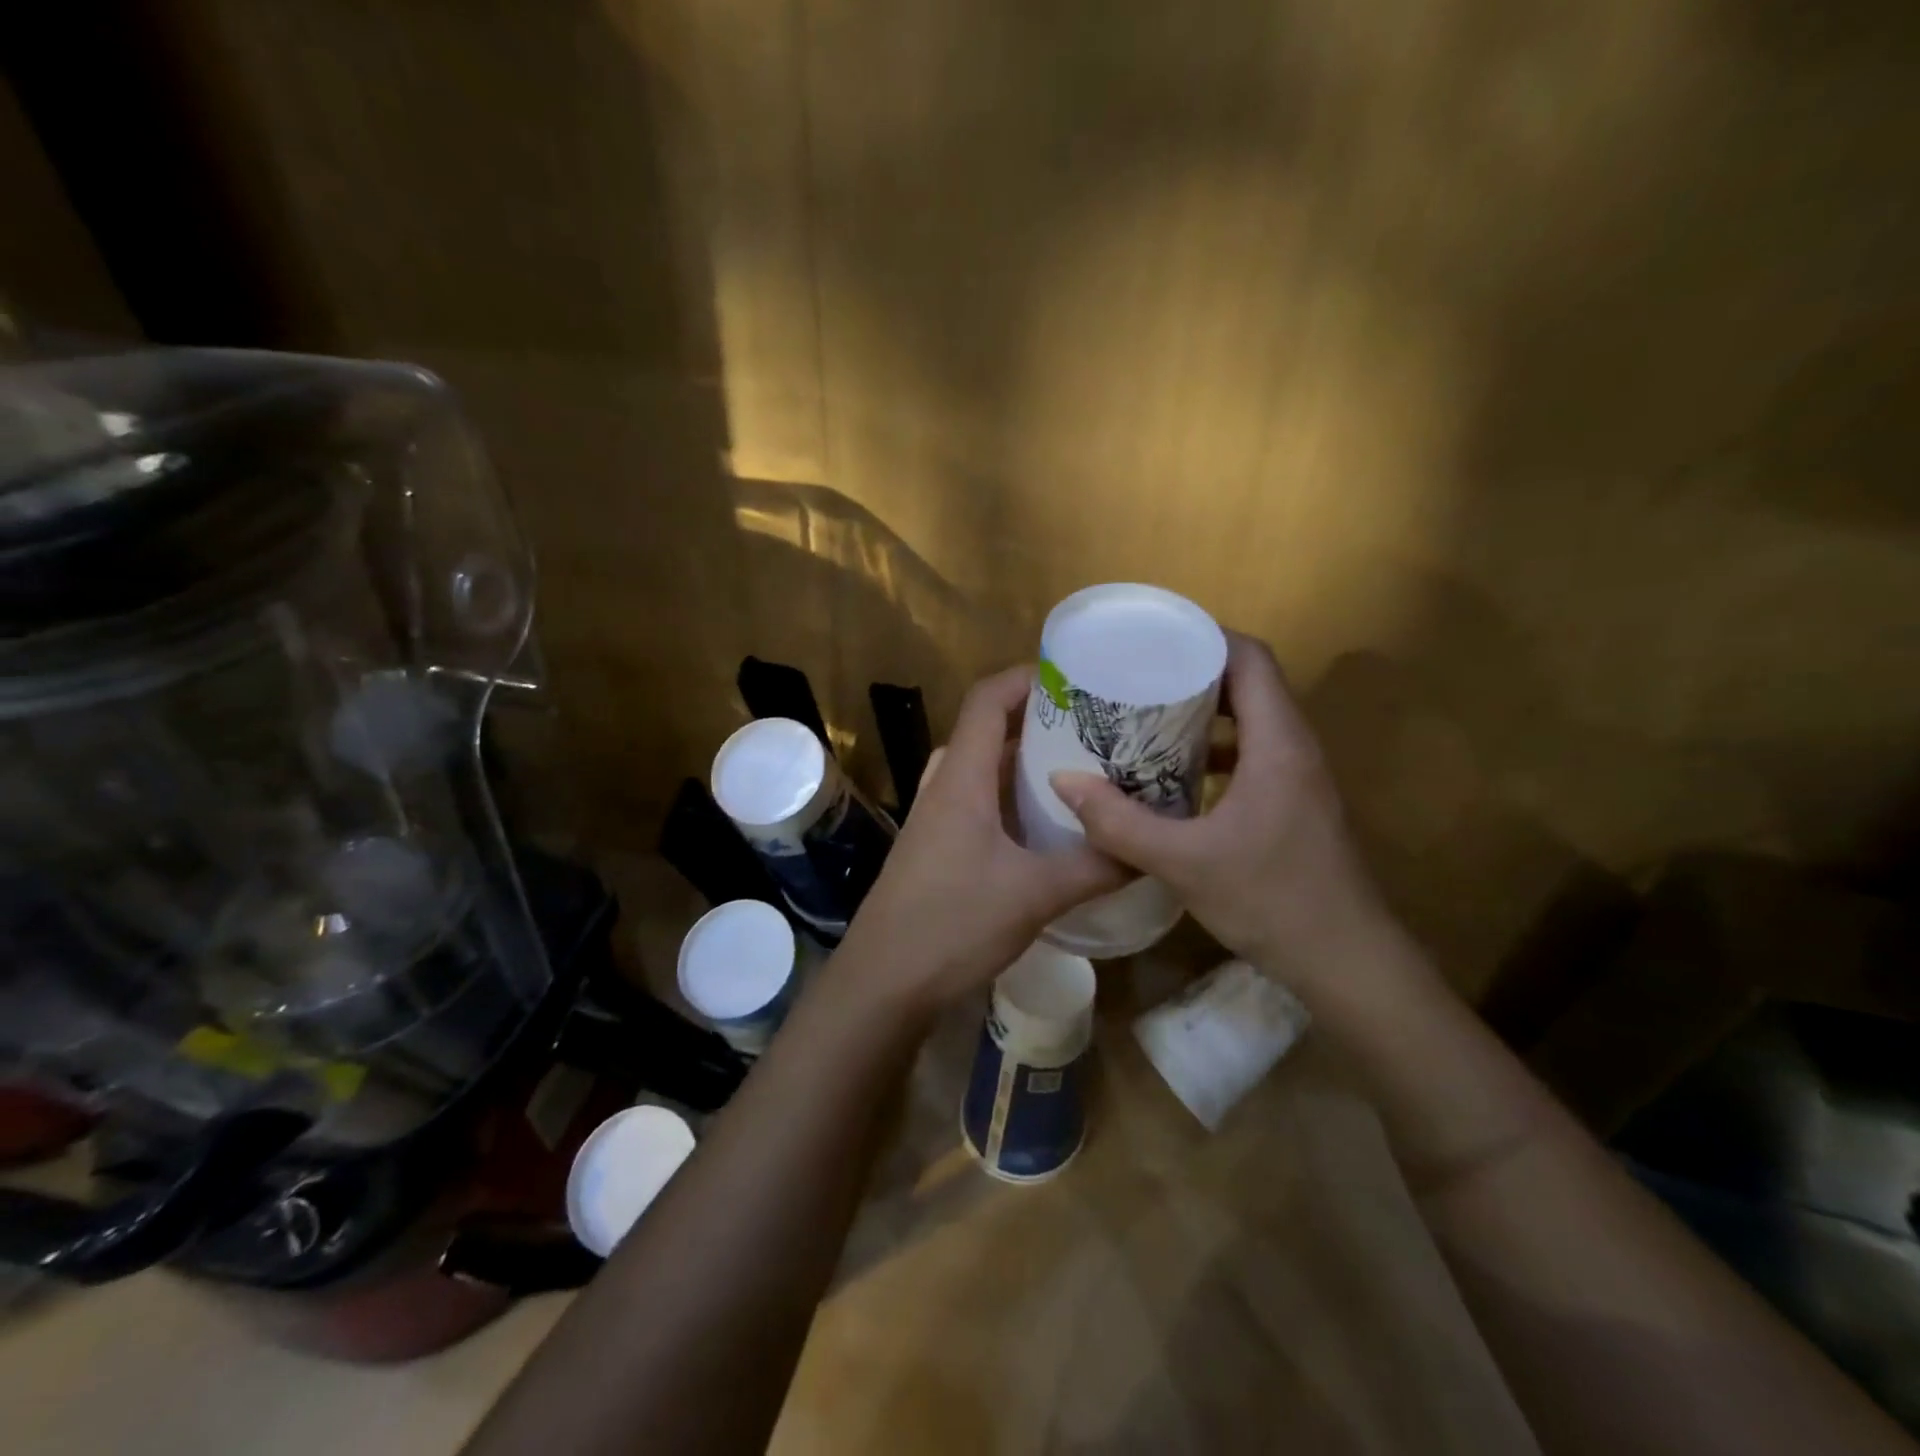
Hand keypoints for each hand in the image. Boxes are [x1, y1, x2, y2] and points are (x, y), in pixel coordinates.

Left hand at [839, 667, 1127, 1012]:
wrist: (883, 982)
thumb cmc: (952, 924)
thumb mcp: (1034, 894)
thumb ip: (1095, 867)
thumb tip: (1148, 849)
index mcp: (962, 778)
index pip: (987, 700)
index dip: (1027, 678)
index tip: (1077, 677)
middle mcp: (945, 786)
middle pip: (988, 729)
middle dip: (1038, 720)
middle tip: (1093, 726)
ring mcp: (936, 817)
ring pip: (983, 768)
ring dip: (1025, 762)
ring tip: (1079, 768)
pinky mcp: (938, 847)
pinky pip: (978, 802)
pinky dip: (1012, 798)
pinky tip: (1047, 824)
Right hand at [1049, 632, 1388, 988]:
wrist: (1348, 963)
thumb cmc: (1273, 900)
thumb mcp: (1183, 863)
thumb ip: (1120, 822)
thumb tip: (1063, 780)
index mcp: (1278, 743)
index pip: (1250, 658)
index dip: (1203, 638)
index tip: (1151, 641)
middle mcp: (1294, 747)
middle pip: (1247, 684)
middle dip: (1191, 674)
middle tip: (1133, 679)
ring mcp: (1298, 777)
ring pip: (1249, 721)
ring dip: (1201, 714)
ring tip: (1143, 719)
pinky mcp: (1293, 804)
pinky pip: (1250, 756)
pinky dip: (1212, 751)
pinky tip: (1171, 776)